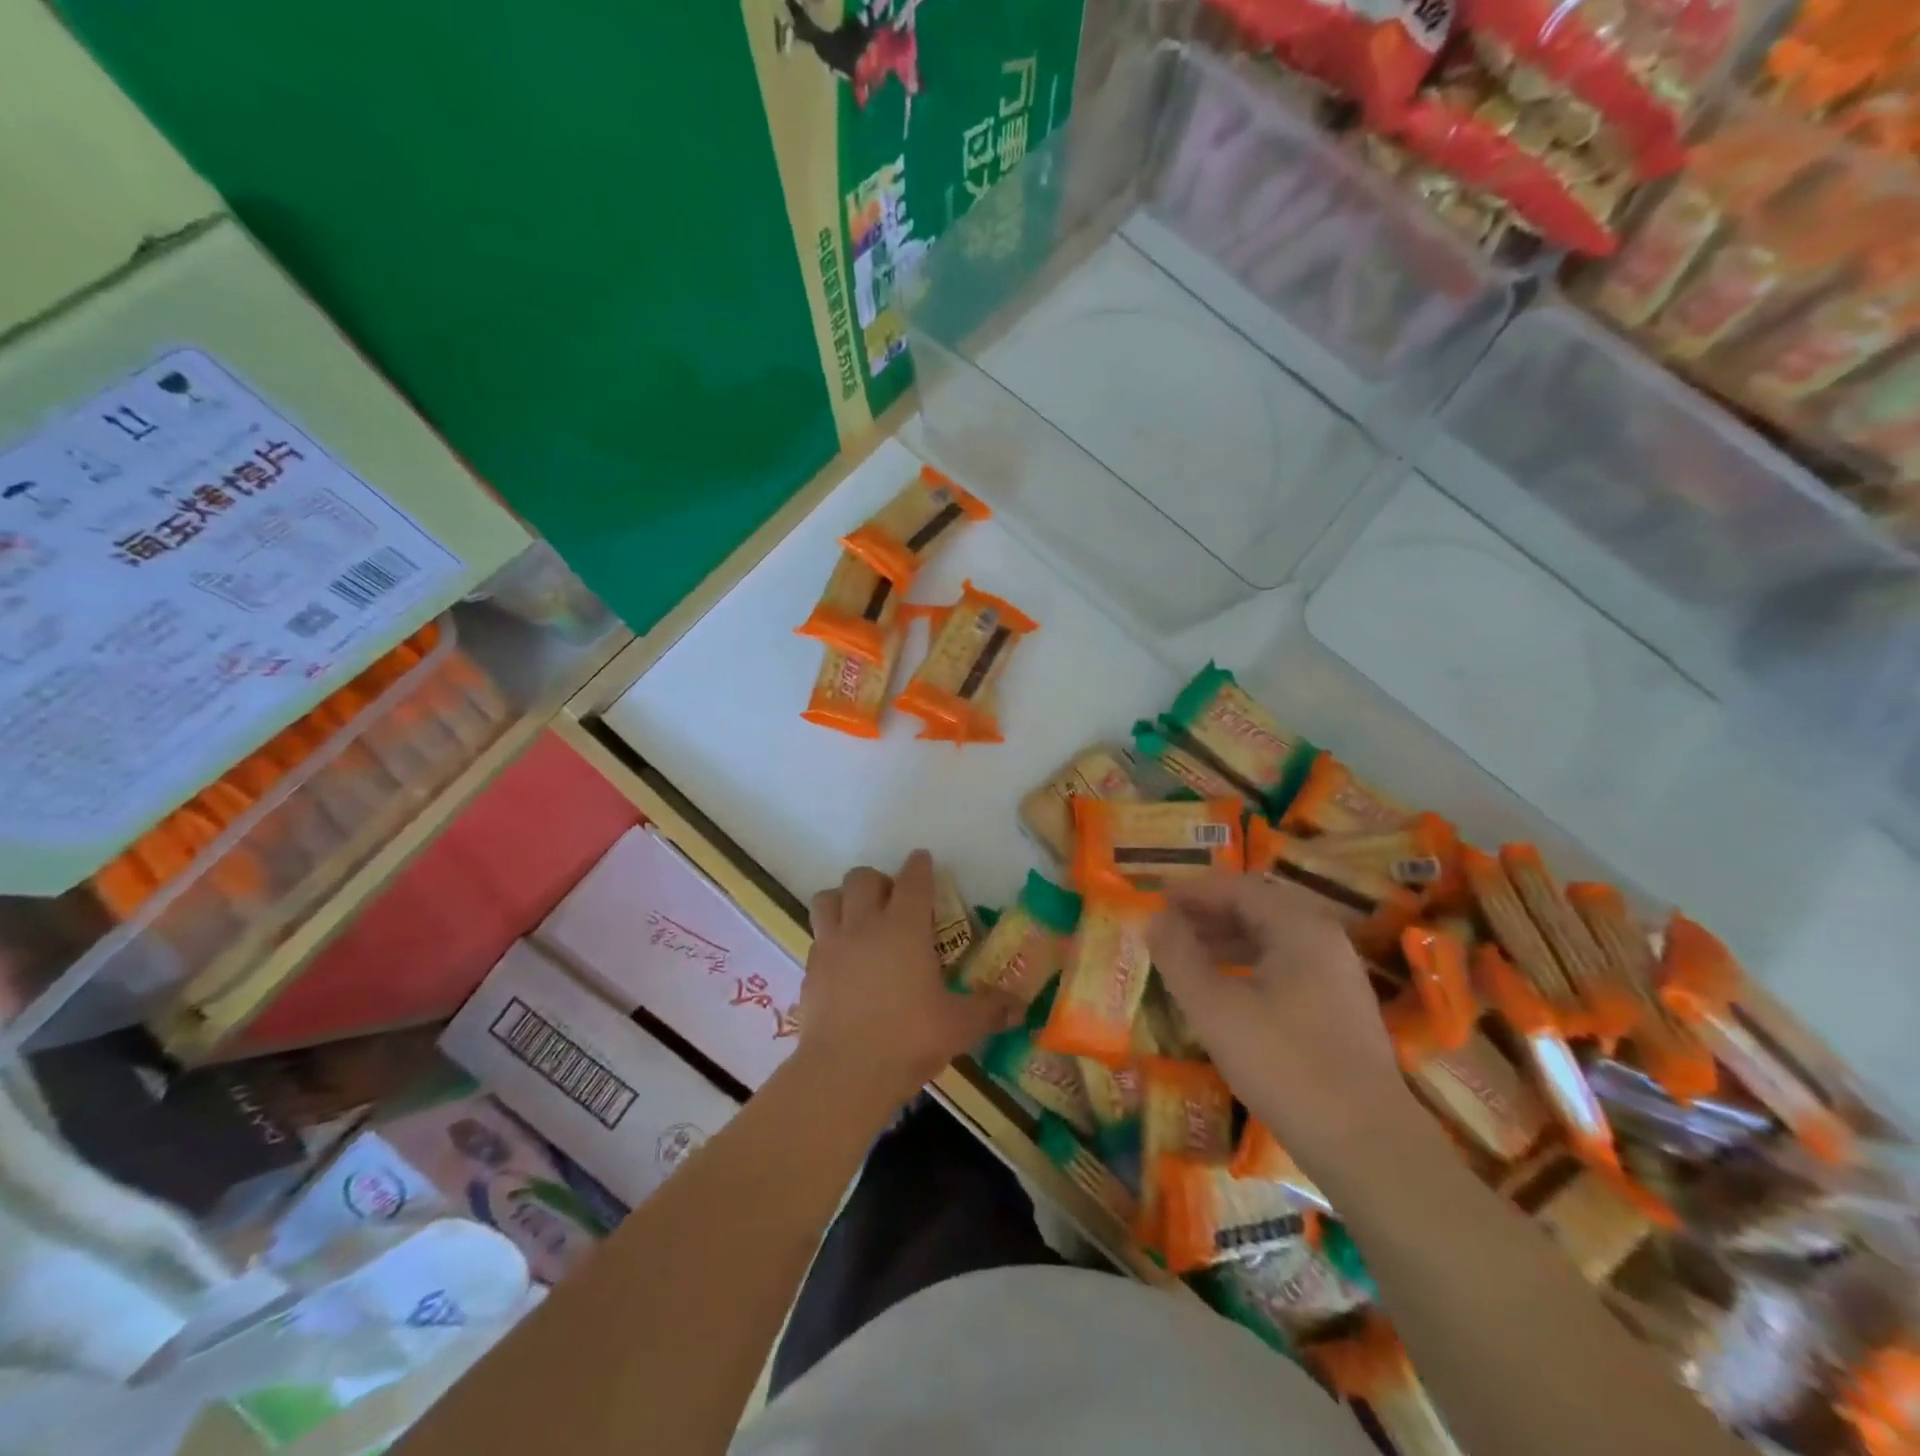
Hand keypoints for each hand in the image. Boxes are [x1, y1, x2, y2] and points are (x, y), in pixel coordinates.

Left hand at [799, 850, 1016, 1109]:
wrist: (843, 1073)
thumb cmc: (908, 1039)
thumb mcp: (959, 1026)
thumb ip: (990, 1010)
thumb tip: (1021, 1006)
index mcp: (904, 928)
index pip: (912, 880)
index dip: (919, 866)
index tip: (922, 859)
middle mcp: (864, 925)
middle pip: (862, 878)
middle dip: (878, 880)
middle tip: (892, 902)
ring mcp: (831, 945)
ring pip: (827, 898)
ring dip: (843, 900)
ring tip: (859, 920)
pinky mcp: (809, 971)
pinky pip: (817, 937)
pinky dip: (830, 938)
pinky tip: (843, 962)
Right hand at [1148, 873, 1416, 1160]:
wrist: (1368, 1145)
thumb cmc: (1284, 1064)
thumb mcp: (1215, 1008)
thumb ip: (1179, 956)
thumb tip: (1154, 918)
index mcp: (1299, 927)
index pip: (1238, 888)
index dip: (1193, 891)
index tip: (1155, 898)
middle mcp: (1324, 940)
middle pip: (1258, 909)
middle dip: (1208, 913)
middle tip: (1166, 925)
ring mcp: (1338, 975)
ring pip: (1272, 939)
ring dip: (1226, 940)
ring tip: (1186, 956)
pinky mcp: (1340, 1009)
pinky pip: (1286, 966)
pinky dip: (1249, 965)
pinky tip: (1225, 990)